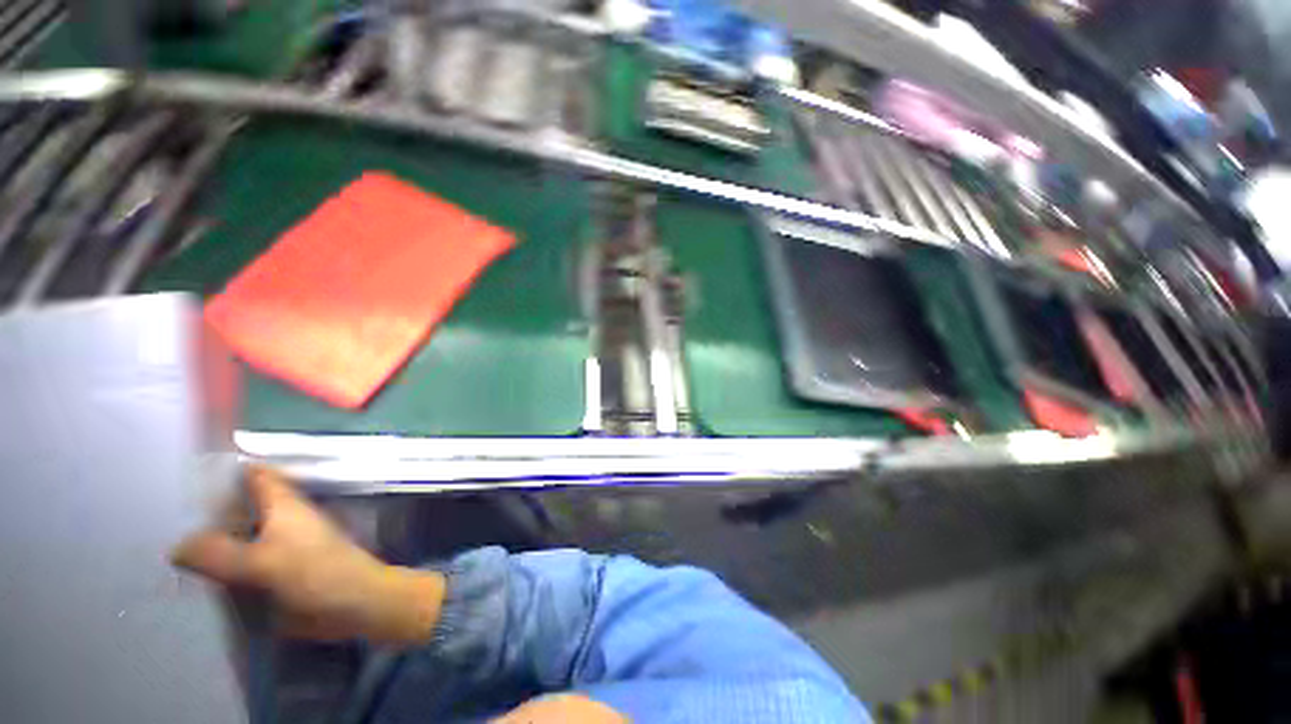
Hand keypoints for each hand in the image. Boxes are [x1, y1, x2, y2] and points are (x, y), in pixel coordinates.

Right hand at [172, 466, 444, 645]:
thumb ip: (217, 553)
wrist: (354, 603)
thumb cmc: (314, 573)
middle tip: (158, 517)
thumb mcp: (261, 562)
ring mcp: (281, 545)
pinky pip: (243, 563)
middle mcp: (282, 519)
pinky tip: (191, 579)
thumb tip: (176, 545)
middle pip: (240, 506)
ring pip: (239, 535)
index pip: (254, 475)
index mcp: (283, 504)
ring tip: (162, 548)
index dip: (225, 468)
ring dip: (211, 542)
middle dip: (206, 511)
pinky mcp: (280, 571)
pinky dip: (221, 567)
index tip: (184, 470)